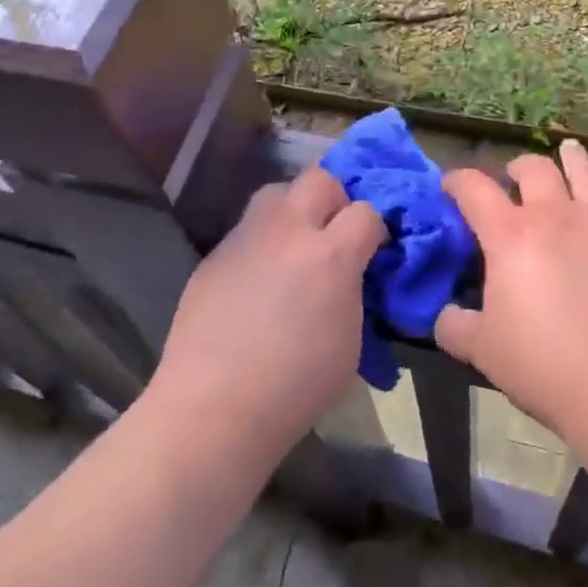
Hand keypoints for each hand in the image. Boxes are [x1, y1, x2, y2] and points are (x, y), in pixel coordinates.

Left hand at [150, 166, 385, 458]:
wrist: (213, 406)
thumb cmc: (295, 387)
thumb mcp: (350, 340)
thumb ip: (354, 289)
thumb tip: (351, 271)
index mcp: (330, 255)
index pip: (366, 211)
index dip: (374, 229)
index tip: (372, 250)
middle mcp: (288, 230)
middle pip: (320, 180)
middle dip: (335, 199)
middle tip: (333, 234)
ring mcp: (247, 236)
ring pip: (277, 192)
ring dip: (294, 209)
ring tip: (293, 245)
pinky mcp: (217, 251)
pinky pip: (248, 229)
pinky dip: (262, 241)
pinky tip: (257, 278)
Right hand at [436, 140, 587, 452]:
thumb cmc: (546, 366)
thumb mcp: (482, 351)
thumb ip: (454, 326)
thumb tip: (443, 314)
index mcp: (510, 235)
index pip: (474, 189)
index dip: (457, 181)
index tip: (449, 186)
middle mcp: (555, 217)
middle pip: (534, 169)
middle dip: (517, 166)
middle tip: (512, 177)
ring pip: (585, 174)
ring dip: (572, 158)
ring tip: (567, 149)